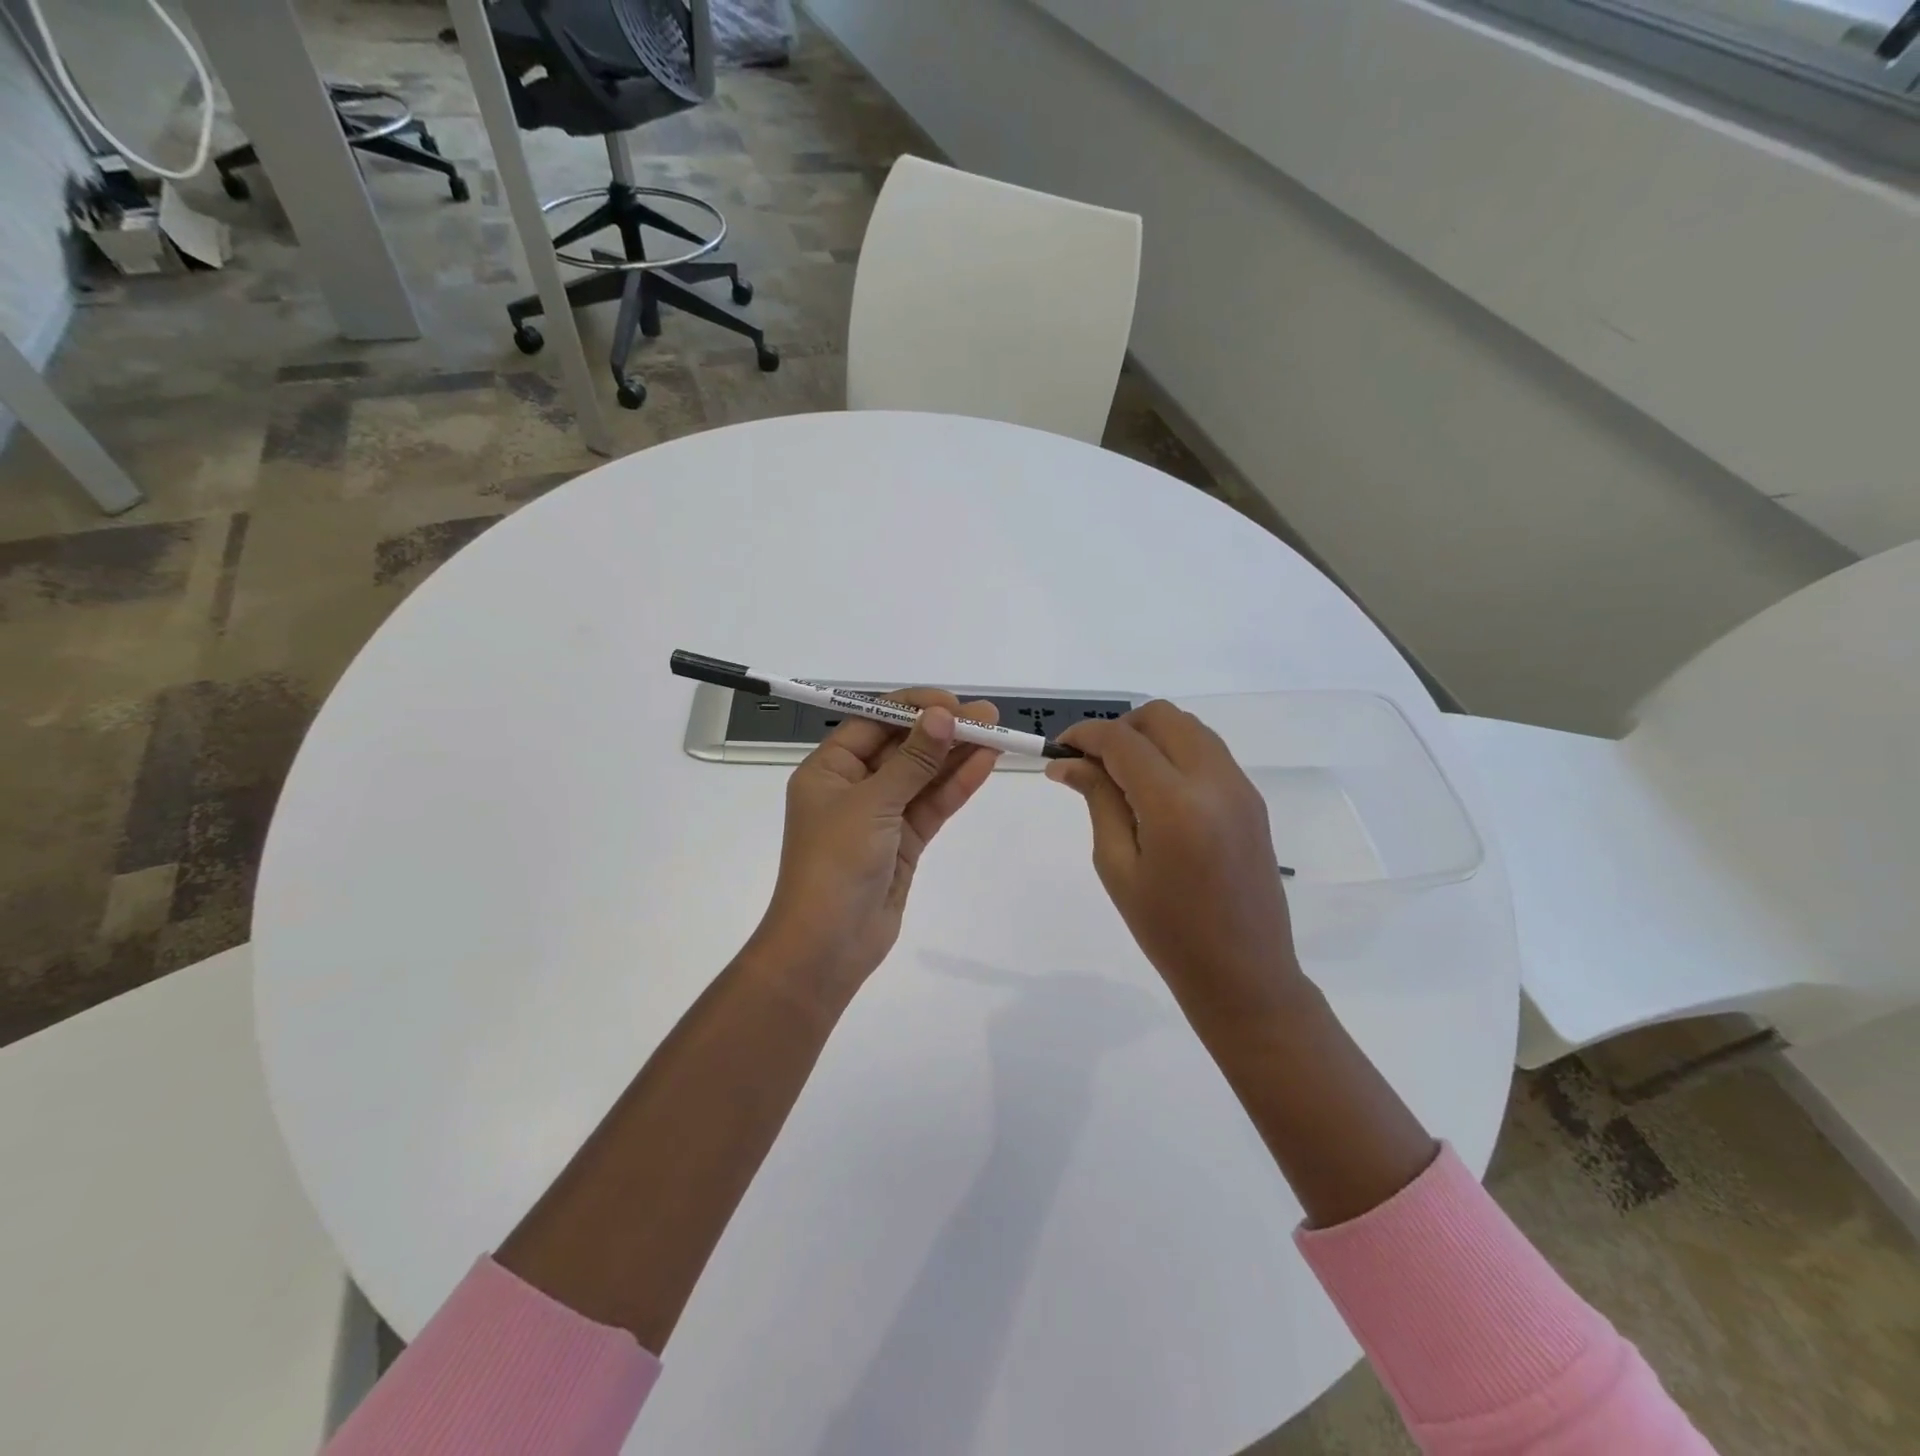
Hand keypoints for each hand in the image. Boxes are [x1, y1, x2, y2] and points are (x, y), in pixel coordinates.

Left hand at [747, 688, 1000, 998]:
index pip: (873, 722)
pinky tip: (985, 764)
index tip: (952, 703)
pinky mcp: (903, 841)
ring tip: (997, 734)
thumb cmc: (835, 864)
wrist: (828, 946)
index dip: (913, 709)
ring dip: (956, 755)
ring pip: (922, 776)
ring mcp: (880, 815)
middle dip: (942, 730)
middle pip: (902, 747)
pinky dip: (956, 786)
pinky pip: (932, 804)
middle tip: (988, 716)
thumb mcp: (872, 804)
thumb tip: (943, 716)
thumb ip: (912, 761)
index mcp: (829, 769)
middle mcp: (853, 786)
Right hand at [1048, 701, 1306, 1025]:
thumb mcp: (1117, 866)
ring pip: (1188, 727)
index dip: (1085, 735)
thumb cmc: (1168, 931)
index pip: (1122, 741)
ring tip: (1122, 777)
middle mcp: (1214, 781)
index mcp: (1176, 804)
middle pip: (1161, 717)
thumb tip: (1066, 762)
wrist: (1244, 973)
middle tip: (1092, 764)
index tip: (1058, 749)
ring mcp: (1240, 787)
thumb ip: (1097, 801)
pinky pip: (1208, 751)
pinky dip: (1175, 752)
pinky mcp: (1251, 799)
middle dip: (1120, 728)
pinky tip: (1155, 791)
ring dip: (1149, 737)